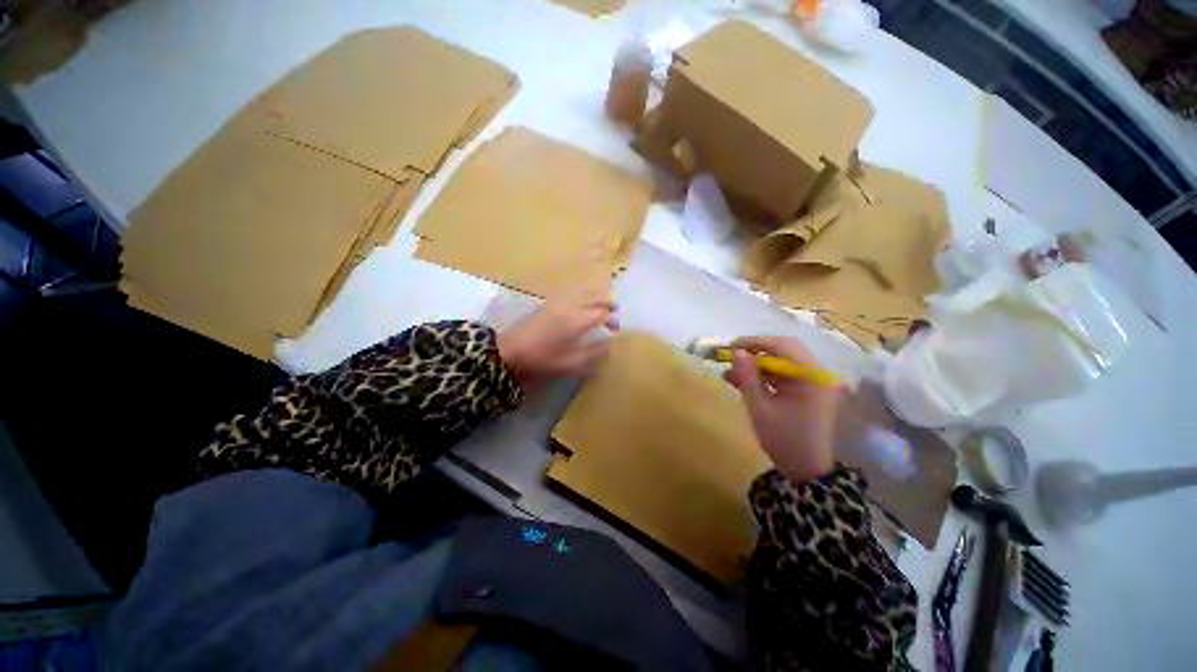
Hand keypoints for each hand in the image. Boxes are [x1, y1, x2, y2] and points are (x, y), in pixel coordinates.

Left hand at [497, 285, 617, 388]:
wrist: (511, 351)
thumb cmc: (542, 359)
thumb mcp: (571, 364)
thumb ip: (593, 353)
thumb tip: (609, 344)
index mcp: (576, 320)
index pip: (602, 313)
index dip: (612, 320)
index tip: (615, 330)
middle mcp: (569, 306)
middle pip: (595, 295)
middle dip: (608, 301)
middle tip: (615, 311)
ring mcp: (558, 301)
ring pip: (584, 290)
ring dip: (597, 295)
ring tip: (602, 305)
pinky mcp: (549, 302)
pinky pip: (573, 292)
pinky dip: (584, 294)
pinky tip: (584, 304)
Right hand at [723, 336, 840, 482]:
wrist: (805, 470)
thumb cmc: (783, 440)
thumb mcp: (760, 408)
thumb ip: (748, 377)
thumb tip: (737, 352)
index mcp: (813, 377)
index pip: (785, 346)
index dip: (756, 342)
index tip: (732, 346)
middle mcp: (818, 374)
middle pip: (785, 350)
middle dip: (756, 351)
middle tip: (731, 356)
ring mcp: (815, 382)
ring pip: (782, 362)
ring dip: (757, 365)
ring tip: (730, 373)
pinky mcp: (808, 390)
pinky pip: (783, 375)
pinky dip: (764, 376)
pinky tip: (742, 382)